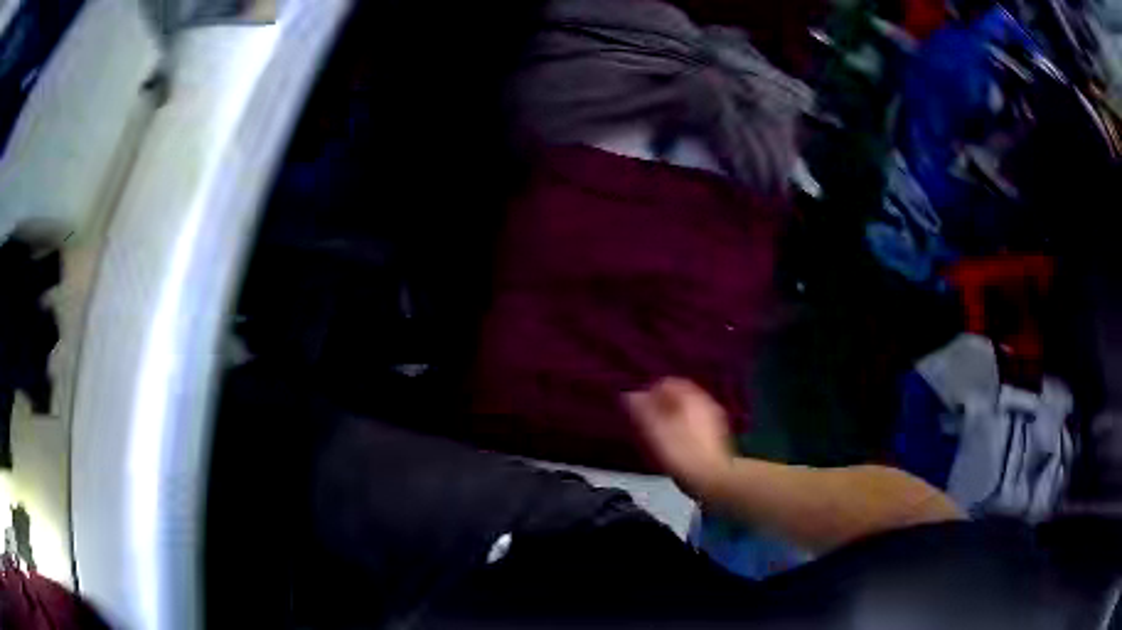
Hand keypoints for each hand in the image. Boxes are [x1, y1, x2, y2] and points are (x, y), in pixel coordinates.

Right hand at [625, 377, 733, 497]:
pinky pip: (695, 421)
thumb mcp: (656, 431)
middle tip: (646, 419)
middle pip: (680, 395)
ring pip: (688, 409)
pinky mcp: (715, 435)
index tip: (639, 406)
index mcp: (691, 397)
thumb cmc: (681, 453)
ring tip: (657, 431)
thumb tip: (630, 394)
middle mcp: (705, 402)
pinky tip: (674, 441)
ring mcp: (713, 418)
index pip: (668, 382)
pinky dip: (682, 425)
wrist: (712, 479)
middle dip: (662, 404)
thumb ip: (643, 410)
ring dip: (672, 415)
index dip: (651, 391)